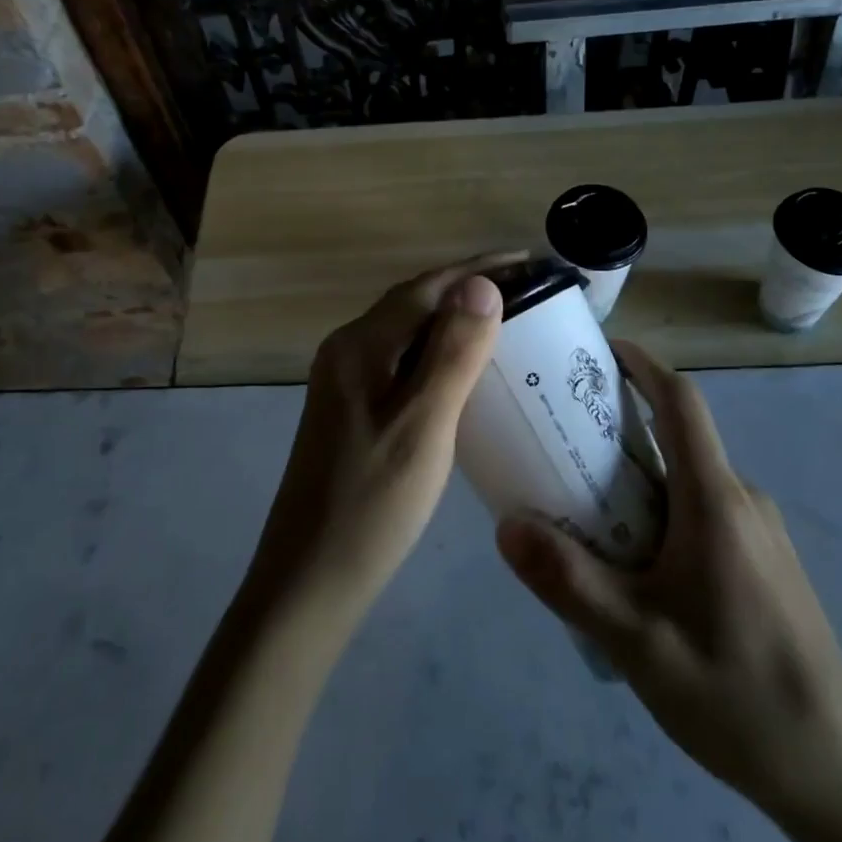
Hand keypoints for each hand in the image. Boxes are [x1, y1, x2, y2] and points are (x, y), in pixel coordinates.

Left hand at [246, 254, 513, 623]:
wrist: (309, 581)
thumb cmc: (372, 505)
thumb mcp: (423, 425)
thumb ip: (452, 352)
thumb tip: (482, 284)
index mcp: (361, 345)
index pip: (428, 287)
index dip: (481, 269)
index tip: (532, 261)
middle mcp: (348, 350)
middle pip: (417, 302)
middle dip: (472, 289)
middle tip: (531, 290)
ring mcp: (346, 380)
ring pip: (410, 331)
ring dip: (457, 319)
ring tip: (511, 320)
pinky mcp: (353, 408)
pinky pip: (403, 361)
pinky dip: (440, 352)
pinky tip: (468, 369)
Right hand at [496, 342, 841, 841]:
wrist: (839, 776)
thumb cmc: (736, 695)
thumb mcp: (637, 643)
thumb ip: (570, 582)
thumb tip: (506, 527)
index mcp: (716, 500)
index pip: (681, 402)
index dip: (643, 364)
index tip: (601, 349)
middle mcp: (743, 500)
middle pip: (679, 439)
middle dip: (622, 426)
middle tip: (563, 437)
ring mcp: (761, 533)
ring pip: (691, 480)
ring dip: (640, 477)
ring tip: (584, 506)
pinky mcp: (766, 563)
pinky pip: (706, 512)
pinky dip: (663, 510)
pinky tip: (636, 563)